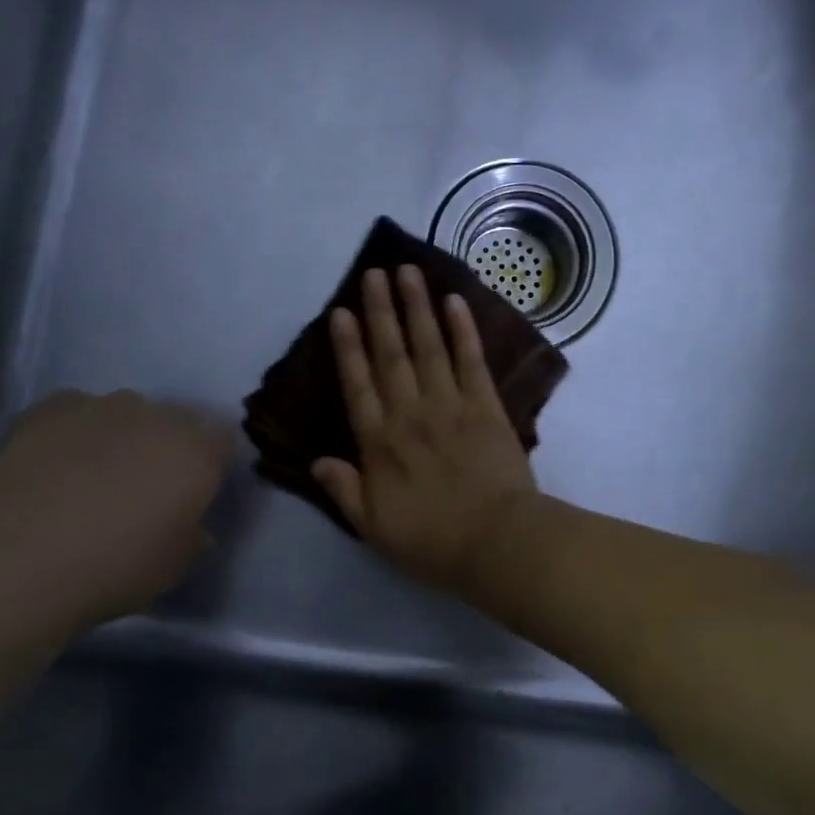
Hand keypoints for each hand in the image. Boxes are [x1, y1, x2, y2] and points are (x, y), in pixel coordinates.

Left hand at [0, 391, 229, 622]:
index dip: (211, 462)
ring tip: (96, 474)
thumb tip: (193, 528)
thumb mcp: (174, 566)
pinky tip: (57, 461)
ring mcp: (102, 407)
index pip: (222, 439)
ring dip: (123, 434)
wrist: (18, 558)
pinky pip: (76, 411)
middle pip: (176, 420)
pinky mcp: (50, 408)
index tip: (197, 490)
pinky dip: (75, 430)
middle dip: (168, 445)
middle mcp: (158, 418)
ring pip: (127, 411)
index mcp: (198, 452)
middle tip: (148, 486)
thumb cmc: (115, 567)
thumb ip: (192, 537)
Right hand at [314, 267, 538, 592]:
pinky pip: (472, 360)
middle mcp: (410, 415)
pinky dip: (463, 330)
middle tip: (374, 273)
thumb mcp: (374, 528)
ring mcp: (451, 405)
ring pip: (429, 347)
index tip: (341, 312)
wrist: (496, 542)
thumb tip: (317, 461)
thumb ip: (345, 491)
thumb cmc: (433, 541)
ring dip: (417, 308)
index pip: (358, 386)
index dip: (348, 347)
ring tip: (408, 272)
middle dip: (381, 312)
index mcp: (380, 444)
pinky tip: (455, 301)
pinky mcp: (486, 406)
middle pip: (391, 355)